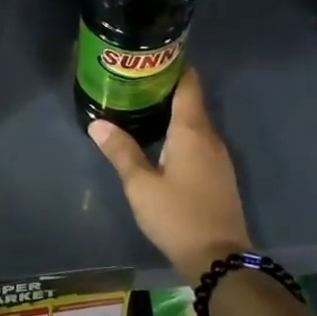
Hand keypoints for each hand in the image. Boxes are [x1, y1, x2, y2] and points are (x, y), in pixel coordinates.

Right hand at [88, 67, 250, 284]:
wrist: (219, 259)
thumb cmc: (177, 215)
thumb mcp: (141, 185)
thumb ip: (121, 151)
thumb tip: (97, 123)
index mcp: (192, 130)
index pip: (188, 84)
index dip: (173, 66)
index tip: (152, 56)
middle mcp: (210, 137)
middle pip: (191, 101)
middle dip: (166, 88)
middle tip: (135, 81)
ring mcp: (219, 157)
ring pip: (196, 123)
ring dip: (174, 112)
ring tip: (143, 106)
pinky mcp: (219, 175)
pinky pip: (199, 141)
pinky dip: (181, 133)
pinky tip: (162, 141)